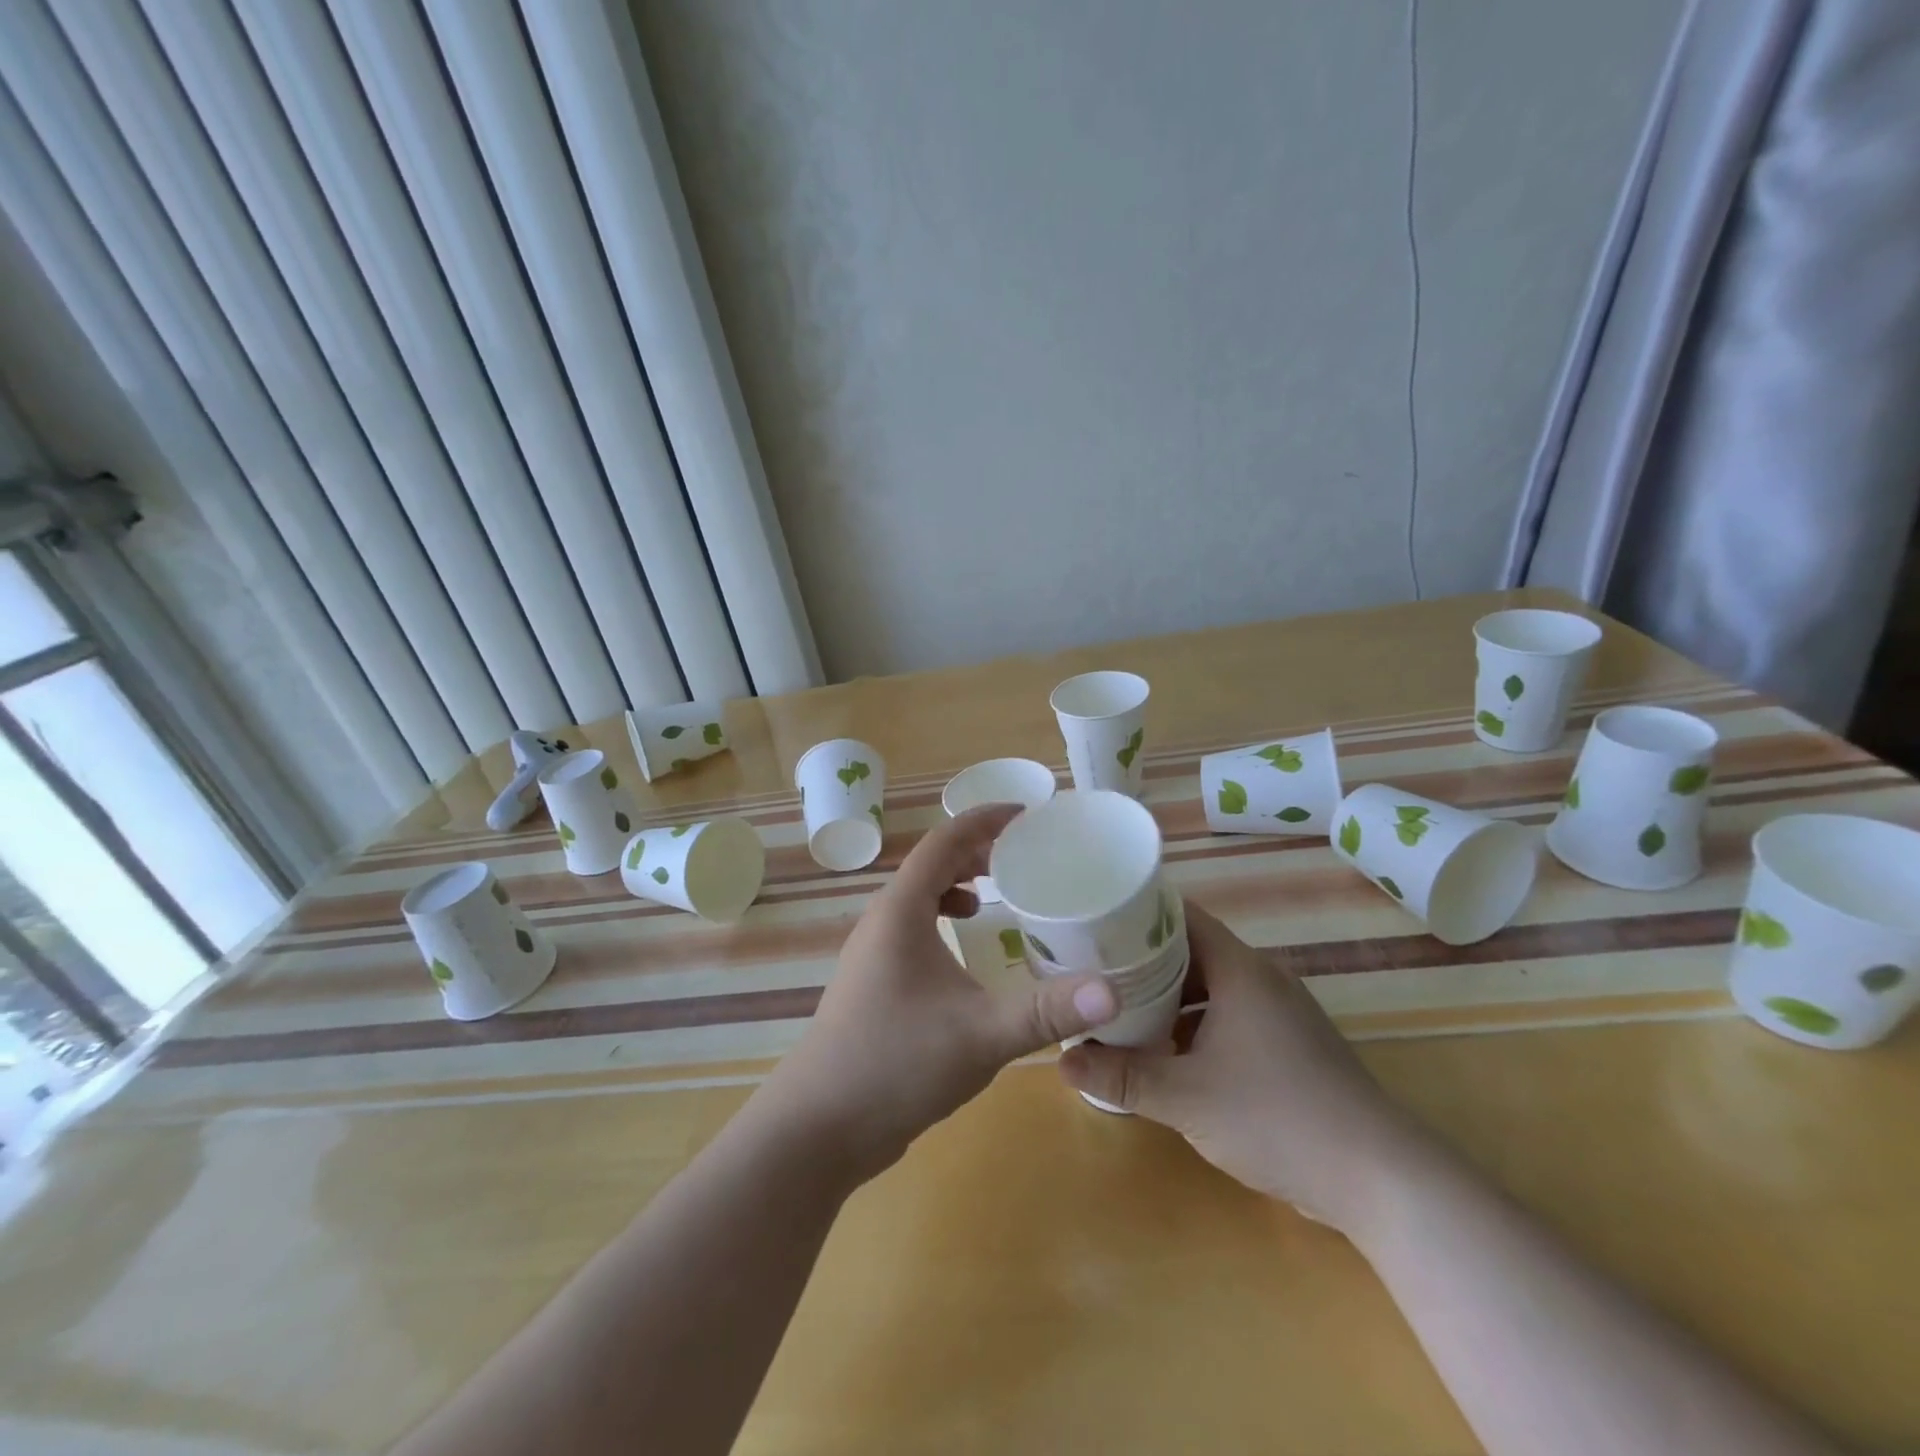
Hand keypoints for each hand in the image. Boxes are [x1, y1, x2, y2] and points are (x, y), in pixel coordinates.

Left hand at [761, 803, 1118, 1181]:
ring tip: (995, 896)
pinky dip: (941, 922)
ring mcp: (872, 954)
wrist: (819, 1127)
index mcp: (902, 911)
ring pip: (918, 898)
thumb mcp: (982, 1034)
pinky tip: (963, 956)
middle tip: (1023, 855)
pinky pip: (911, 930)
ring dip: (956, 886)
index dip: (985, 820)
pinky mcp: (873, 984)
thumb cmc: (896, 1064)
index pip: (944, 841)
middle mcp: (882, 921)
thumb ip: (1047, 1010)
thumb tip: (1113, 992)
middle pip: (930, 864)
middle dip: (976, 851)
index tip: (1027, 813)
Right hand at [1058, 904, 1429, 1234]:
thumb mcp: (1185, 1097)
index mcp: (1239, 970)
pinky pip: (1229, 1016)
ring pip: (1210, 988)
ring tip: (1119, 1010)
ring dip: (1168, 998)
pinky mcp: (1290, 1045)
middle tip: (1094, 969)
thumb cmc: (1276, 1118)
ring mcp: (1280, 1013)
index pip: (1180, 916)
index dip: (1136, 914)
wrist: (1380, 1179)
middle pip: (1191, 951)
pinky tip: (1167, 1053)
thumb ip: (1121, 1076)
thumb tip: (1062, 1061)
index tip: (1095, 921)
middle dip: (1143, 961)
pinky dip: (1195, 1025)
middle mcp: (1261, 979)